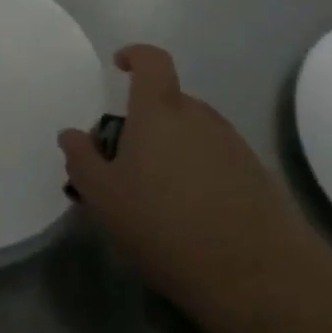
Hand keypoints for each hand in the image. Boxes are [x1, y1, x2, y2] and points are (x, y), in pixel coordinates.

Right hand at [60, 45, 312, 326]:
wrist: (259, 276)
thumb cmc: (166, 225)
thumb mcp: (105, 198)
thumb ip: (83, 161)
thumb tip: (71, 134)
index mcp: (160, 110)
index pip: (152, 60)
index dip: (135, 56)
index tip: (119, 67)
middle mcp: (199, 116)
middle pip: (170, 103)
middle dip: (147, 122)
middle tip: (128, 162)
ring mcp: (234, 144)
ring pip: (194, 133)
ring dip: (174, 151)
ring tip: (160, 197)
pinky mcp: (258, 176)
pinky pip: (219, 160)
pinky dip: (201, 175)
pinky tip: (193, 218)